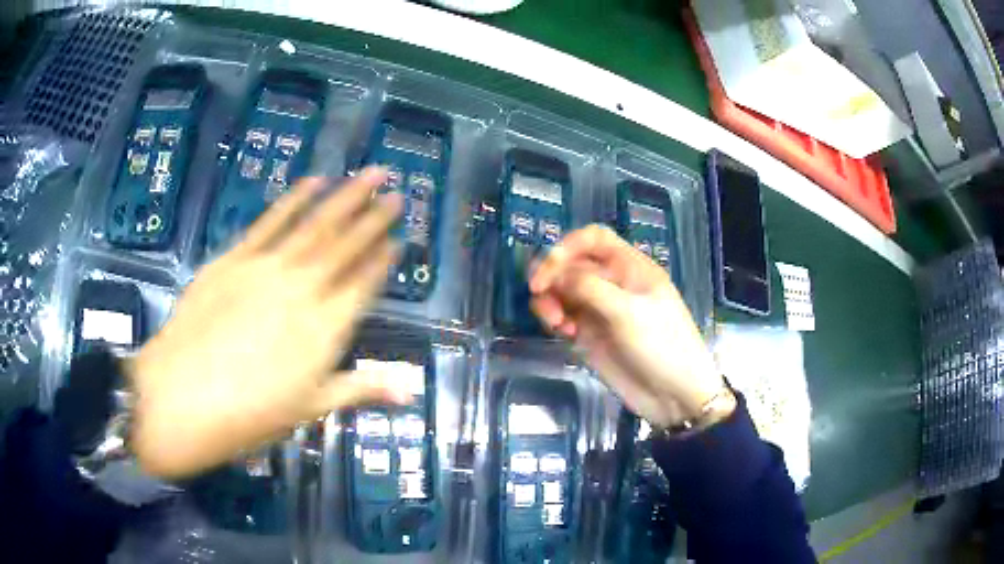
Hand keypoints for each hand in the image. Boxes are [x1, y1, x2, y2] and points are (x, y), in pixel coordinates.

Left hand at [128, 168, 410, 478]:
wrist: (183, 396)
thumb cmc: (251, 414)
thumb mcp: (311, 408)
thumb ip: (362, 389)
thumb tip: (412, 392)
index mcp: (325, 328)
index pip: (363, 284)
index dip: (383, 259)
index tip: (399, 236)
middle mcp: (303, 289)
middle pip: (345, 245)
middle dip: (373, 216)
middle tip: (395, 190)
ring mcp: (268, 268)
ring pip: (315, 224)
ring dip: (344, 197)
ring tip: (369, 174)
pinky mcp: (236, 257)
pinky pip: (271, 222)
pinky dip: (293, 200)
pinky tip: (312, 182)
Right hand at [529, 225, 729, 427]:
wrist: (673, 396)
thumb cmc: (661, 345)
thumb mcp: (628, 311)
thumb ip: (589, 287)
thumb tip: (555, 274)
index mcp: (630, 267)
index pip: (593, 239)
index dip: (568, 244)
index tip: (549, 266)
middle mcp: (613, 283)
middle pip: (572, 263)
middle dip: (553, 274)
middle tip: (539, 292)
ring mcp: (600, 309)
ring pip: (563, 291)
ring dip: (550, 300)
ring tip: (555, 322)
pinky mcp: (590, 335)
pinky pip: (563, 316)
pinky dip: (555, 319)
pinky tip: (563, 332)